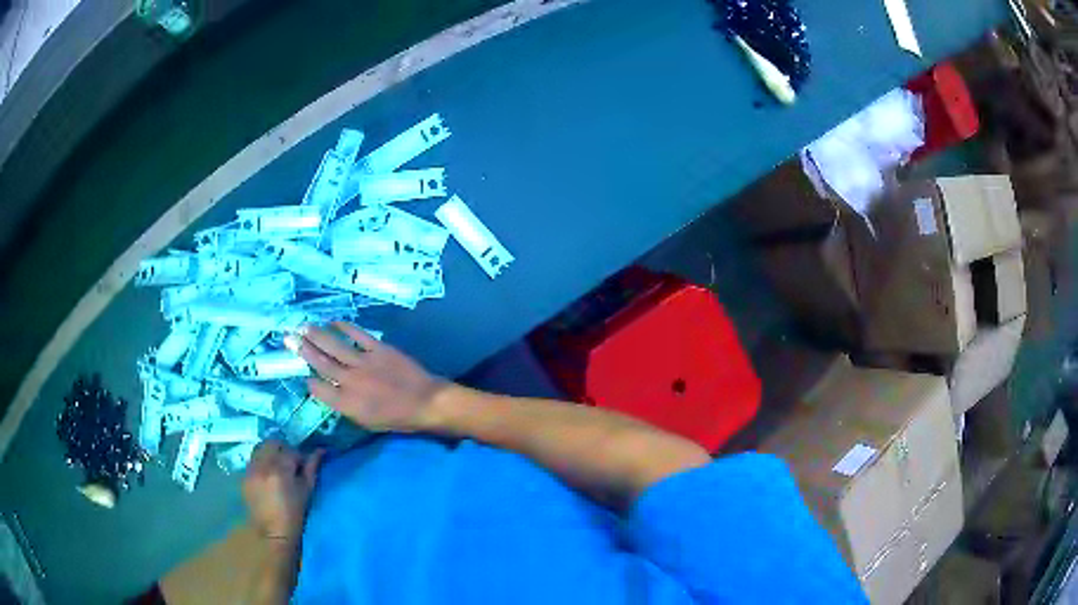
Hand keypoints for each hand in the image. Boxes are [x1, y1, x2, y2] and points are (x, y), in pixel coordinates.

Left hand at [242, 440, 322, 542]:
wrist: (272, 531)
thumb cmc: (294, 514)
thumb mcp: (306, 491)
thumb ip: (311, 468)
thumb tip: (320, 450)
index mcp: (281, 470)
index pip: (291, 451)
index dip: (299, 457)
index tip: (302, 467)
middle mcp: (263, 465)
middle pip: (273, 443)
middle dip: (283, 449)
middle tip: (289, 463)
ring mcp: (251, 470)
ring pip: (260, 448)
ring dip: (270, 453)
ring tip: (277, 468)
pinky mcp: (244, 476)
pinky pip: (253, 460)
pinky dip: (261, 462)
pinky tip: (267, 476)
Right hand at [287, 322, 447, 432]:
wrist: (426, 402)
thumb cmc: (397, 418)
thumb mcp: (366, 422)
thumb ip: (344, 406)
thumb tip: (327, 390)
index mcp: (347, 404)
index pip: (320, 390)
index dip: (310, 381)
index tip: (304, 375)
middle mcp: (351, 382)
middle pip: (321, 363)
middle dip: (302, 350)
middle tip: (288, 337)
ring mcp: (364, 363)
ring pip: (334, 346)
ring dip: (316, 335)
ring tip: (302, 326)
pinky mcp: (378, 349)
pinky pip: (357, 335)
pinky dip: (343, 327)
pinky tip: (332, 322)